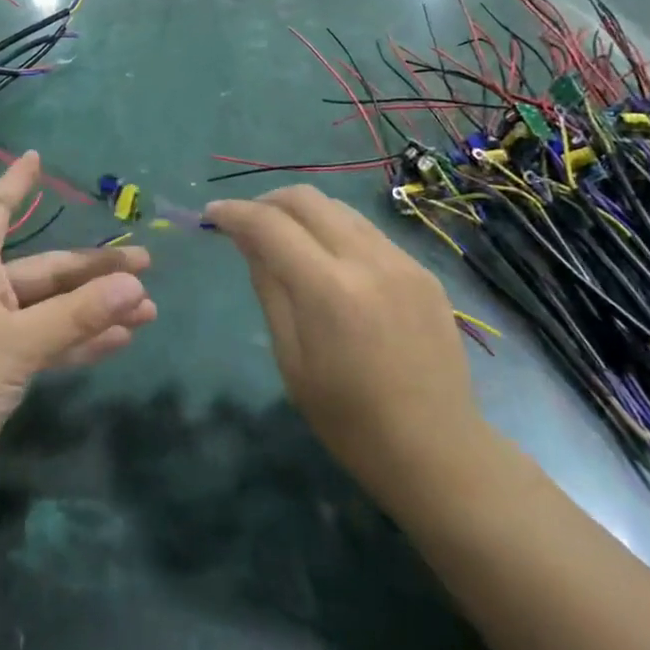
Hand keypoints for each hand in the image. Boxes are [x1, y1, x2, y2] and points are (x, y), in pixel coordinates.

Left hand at [0, 152, 156, 514]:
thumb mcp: (18, 344)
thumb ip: (77, 315)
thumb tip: (135, 283)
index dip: (16, 184)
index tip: (37, 158)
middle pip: (46, 269)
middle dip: (94, 269)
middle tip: (146, 265)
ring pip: (54, 308)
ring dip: (96, 308)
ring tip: (147, 309)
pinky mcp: (1, 368)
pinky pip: (50, 342)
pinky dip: (82, 341)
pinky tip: (120, 341)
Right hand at [205, 186, 486, 515]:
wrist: (437, 451)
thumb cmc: (350, 420)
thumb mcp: (292, 360)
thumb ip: (269, 288)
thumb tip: (247, 240)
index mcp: (328, 290)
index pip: (270, 224)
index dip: (234, 212)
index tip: (212, 215)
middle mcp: (367, 260)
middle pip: (306, 198)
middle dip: (267, 200)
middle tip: (247, 222)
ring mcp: (401, 260)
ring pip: (339, 208)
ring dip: (304, 212)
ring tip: (286, 237)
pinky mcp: (423, 270)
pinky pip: (368, 231)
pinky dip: (337, 232)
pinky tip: (331, 262)